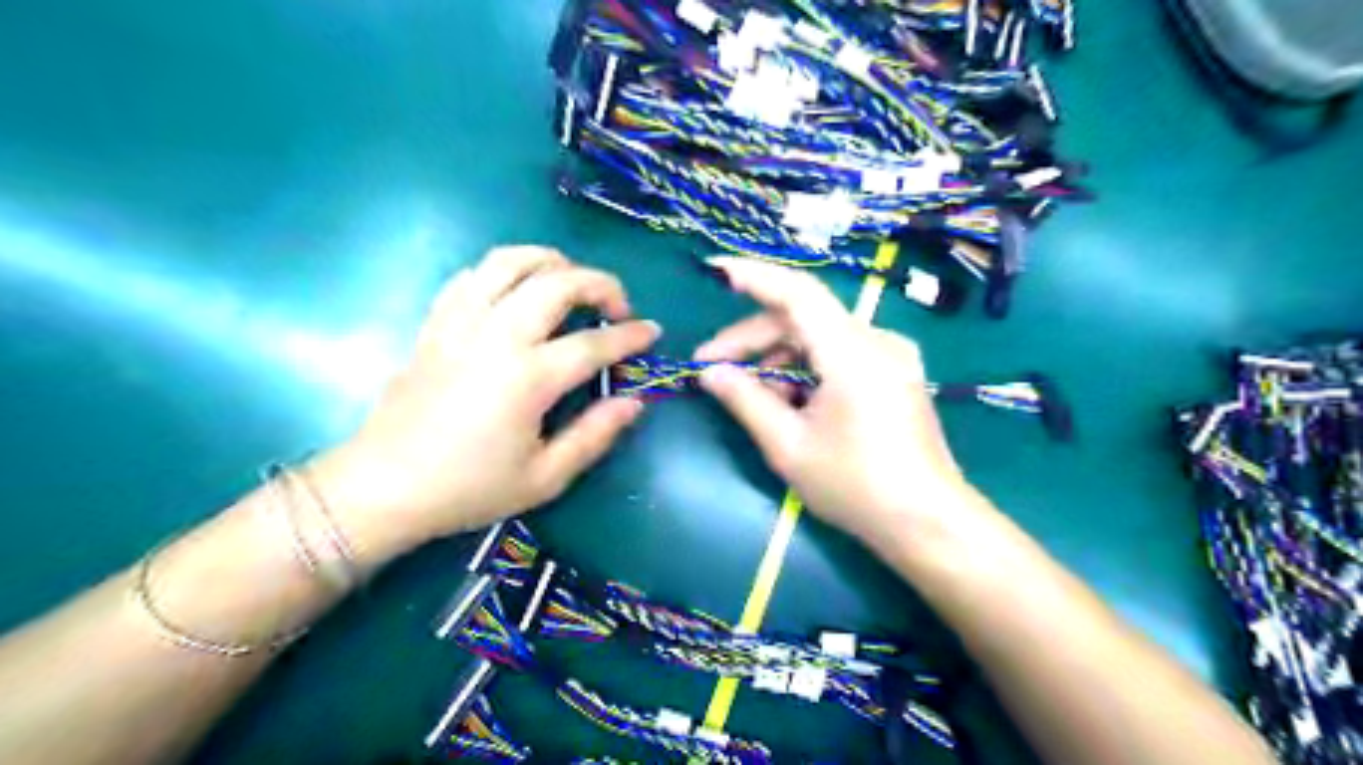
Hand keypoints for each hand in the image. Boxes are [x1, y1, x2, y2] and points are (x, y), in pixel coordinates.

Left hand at [311, 247, 661, 564]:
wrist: (384, 487)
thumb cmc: (469, 488)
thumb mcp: (545, 478)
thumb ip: (595, 435)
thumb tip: (634, 402)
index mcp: (528, 378)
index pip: (594, 342)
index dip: (631, 335)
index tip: (653, 332)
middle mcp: (496, 336)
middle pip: (557, 282)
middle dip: (600, 283)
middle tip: (617, 306)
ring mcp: (460, 323)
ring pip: (509, 261)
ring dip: (551, 261)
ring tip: (571, 282)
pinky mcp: (434, 324)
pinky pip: (470, 276)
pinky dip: (502, 272)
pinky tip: (516, 292)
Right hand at [704, 261, 980, 546]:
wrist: (928, 522)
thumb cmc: (856, 486)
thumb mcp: (789, 446)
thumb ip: (745, 400)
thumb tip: (710, 373)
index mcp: (852, 351)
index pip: (797, 293)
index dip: (755, 277)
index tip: (716, 272)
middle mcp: (876, 341)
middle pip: (803, 318)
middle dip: (752, 338)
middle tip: (710, 367)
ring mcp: (891, 356)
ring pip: (819, 337)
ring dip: (778, 358)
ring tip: (749, 394)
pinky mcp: (895, 373)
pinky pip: (840, 354)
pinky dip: (806, 368)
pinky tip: (787, 400)